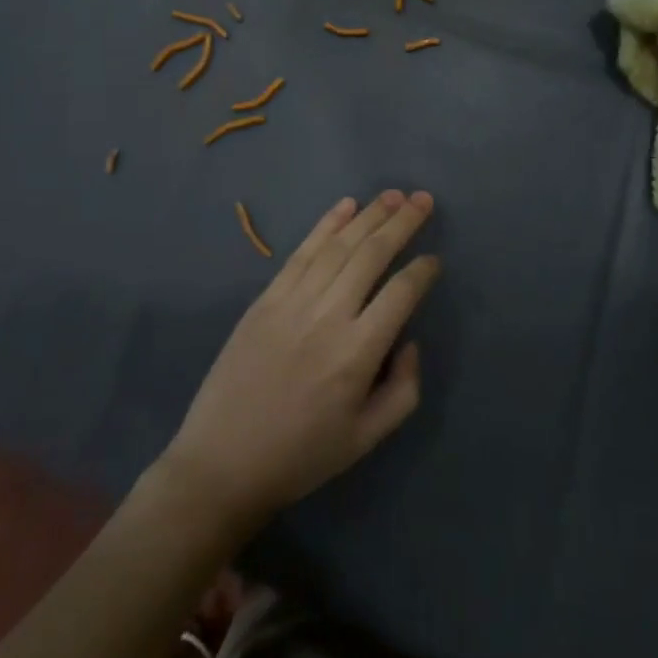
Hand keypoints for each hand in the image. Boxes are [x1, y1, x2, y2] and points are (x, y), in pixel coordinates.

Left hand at [160, 191, 441, 533]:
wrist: (222, 463)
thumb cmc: (301, 455)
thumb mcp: (366, 439)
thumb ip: (403, 390)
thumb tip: (409, 340)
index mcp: (357, 354)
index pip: (400, 294)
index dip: (422, 271)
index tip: (434, 259)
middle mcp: (328, 316)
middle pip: (372, 255)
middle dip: (402, 223)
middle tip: (424, 199)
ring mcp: (293, 301)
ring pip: (339, 246)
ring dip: (369, 216)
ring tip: (394, 195)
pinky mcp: (266, 298)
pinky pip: (302, 252)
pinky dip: (326, 224)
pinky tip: (346, 205)